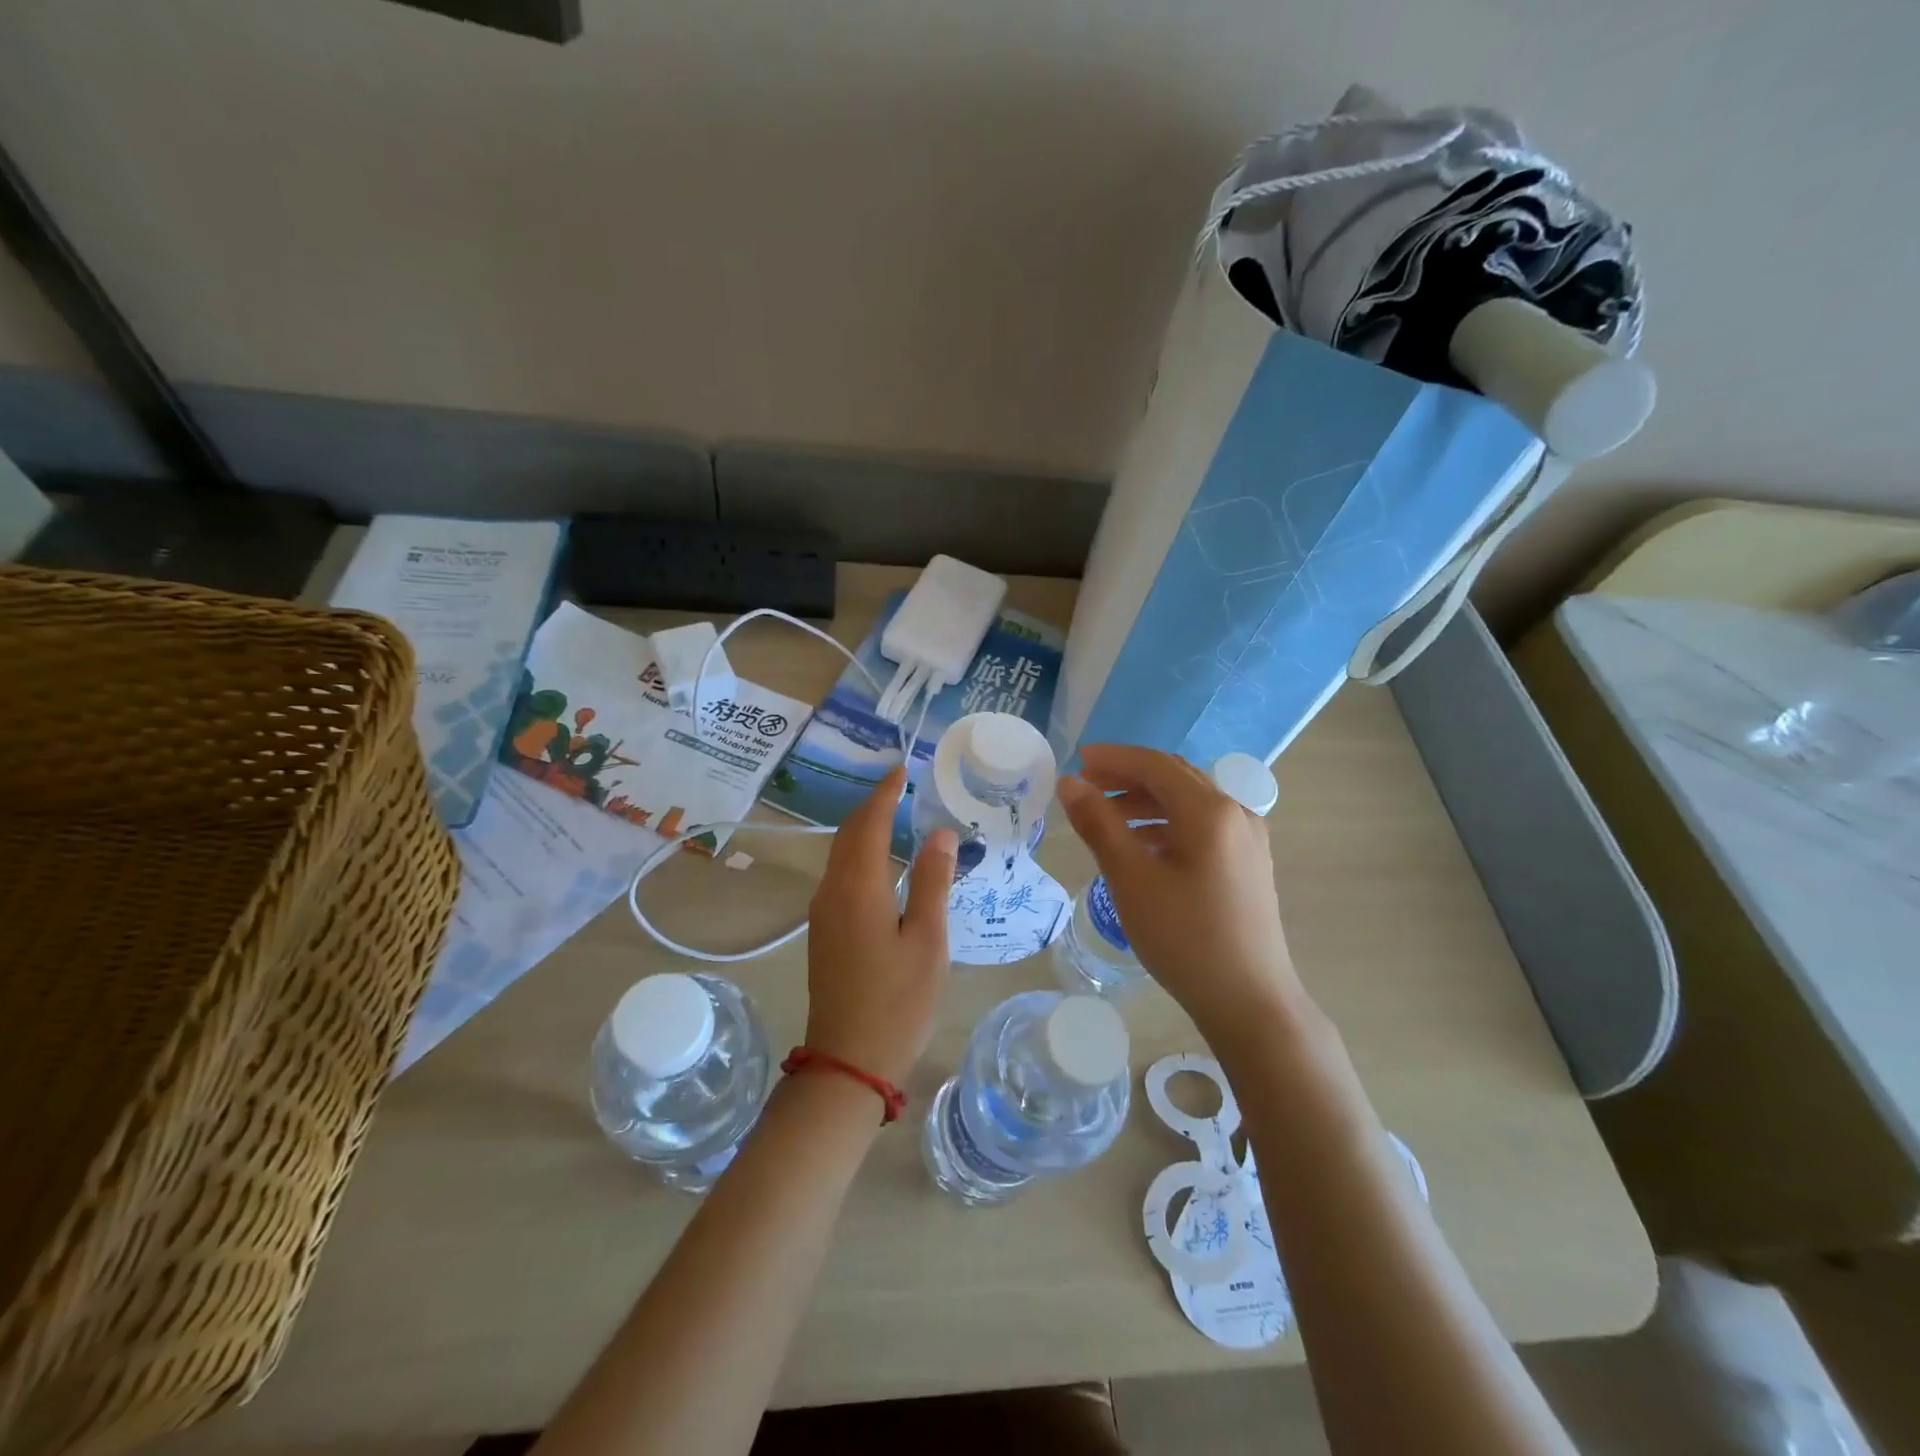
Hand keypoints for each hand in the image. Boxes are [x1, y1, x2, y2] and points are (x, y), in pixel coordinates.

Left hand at [803, 765, 957, 1087]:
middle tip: (900, 786)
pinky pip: (840, 874)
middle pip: (848, 834)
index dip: (886, 793)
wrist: (847, 1063)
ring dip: (863, 828)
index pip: (870, 823)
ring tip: (893, 814)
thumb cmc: (897, 1002)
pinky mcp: (824, 932)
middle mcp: (832, 891)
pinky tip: (880, 862)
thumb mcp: (927, 941)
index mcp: (858, 887)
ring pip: (840, 854)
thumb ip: (932, 883)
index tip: (902, 769)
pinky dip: (859, 853)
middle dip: (872, 805)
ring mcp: (823, 912)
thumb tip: (939, 833)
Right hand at [1056, 744, 1304, 1038]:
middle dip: (1128, 776)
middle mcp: (1236, 813)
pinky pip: (1201, 826)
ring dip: (1146, 801)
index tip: (1077, 761)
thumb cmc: (1185, 937)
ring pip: (1189, 802)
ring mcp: (1247, 839)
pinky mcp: (1248, 864)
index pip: (1155, 765)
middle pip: (1175, 778)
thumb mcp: (1131, 878)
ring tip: (1106, 817)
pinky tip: (1142, 845)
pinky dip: (1167, 824)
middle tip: (1086, 785)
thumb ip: (1099, 824)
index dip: (1114, 758)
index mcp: (1210, 810)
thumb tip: (1070, 784)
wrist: (1249, 1002)